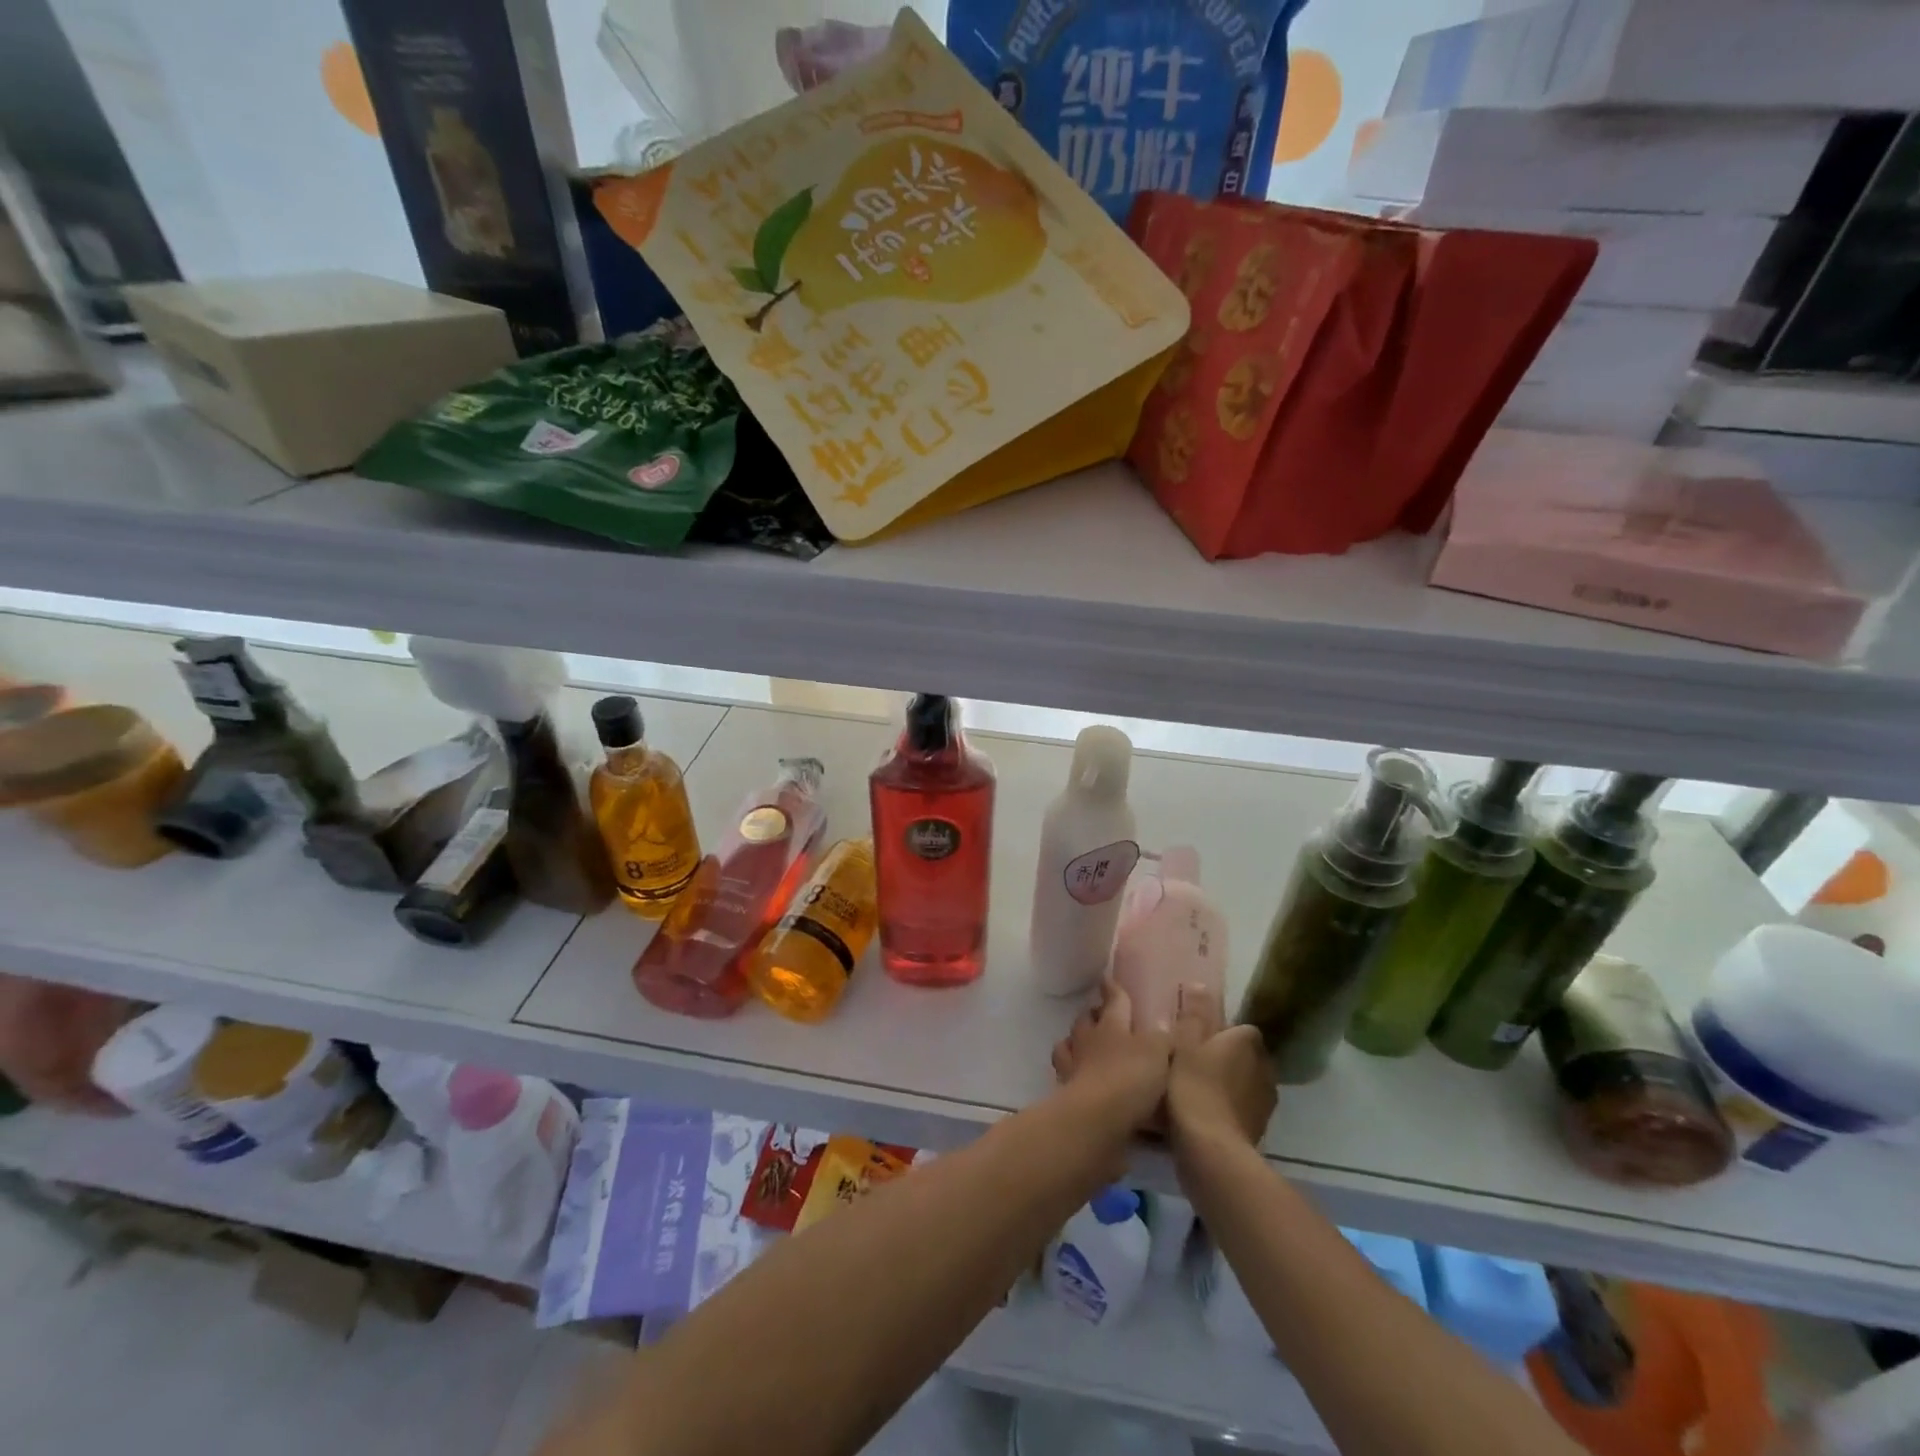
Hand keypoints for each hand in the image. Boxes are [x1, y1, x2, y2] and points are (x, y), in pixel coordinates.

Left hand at [1050, 978, 1171, 1132]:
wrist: (1097, 1120)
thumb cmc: (1130, 1077)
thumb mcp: (1159, 1052)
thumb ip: (1164, 1037)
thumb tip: (1166, 1024)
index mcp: (1112, 1025)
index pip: (1113, 1000)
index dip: (1112, 989)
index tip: (1107, 979)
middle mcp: (1089, 1041)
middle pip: (1086, 1020)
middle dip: (1093, 1015)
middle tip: (1101, 1015)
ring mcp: (1074, 1067)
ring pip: (1070, 1045)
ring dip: (1077, 1042)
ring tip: (1088, 1047)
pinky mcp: (1068, 1095)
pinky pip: (1067, 1076)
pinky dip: (1075, 1074)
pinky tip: (1085, 1079)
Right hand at [1166, 986, 1274, 1155]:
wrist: (1210, 1148)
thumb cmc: (1194, 1086)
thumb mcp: (1184, 1043)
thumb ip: (1194, 1015)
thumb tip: (1199, 984)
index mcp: (1248, 1042)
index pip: (1241, 1029)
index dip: (1220, 1033)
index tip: (1197, 1041)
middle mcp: (1265, 1067)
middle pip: (1245, 1055)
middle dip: (1226, 1058)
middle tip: (1194, 1063)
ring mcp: (1265, 1101)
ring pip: (1245, 1082)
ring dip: (1228, 1084)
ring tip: (1197, 1090)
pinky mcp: (1259, 1129)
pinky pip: (1242, 1108)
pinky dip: (1228, 1108)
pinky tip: (1205, 1114)